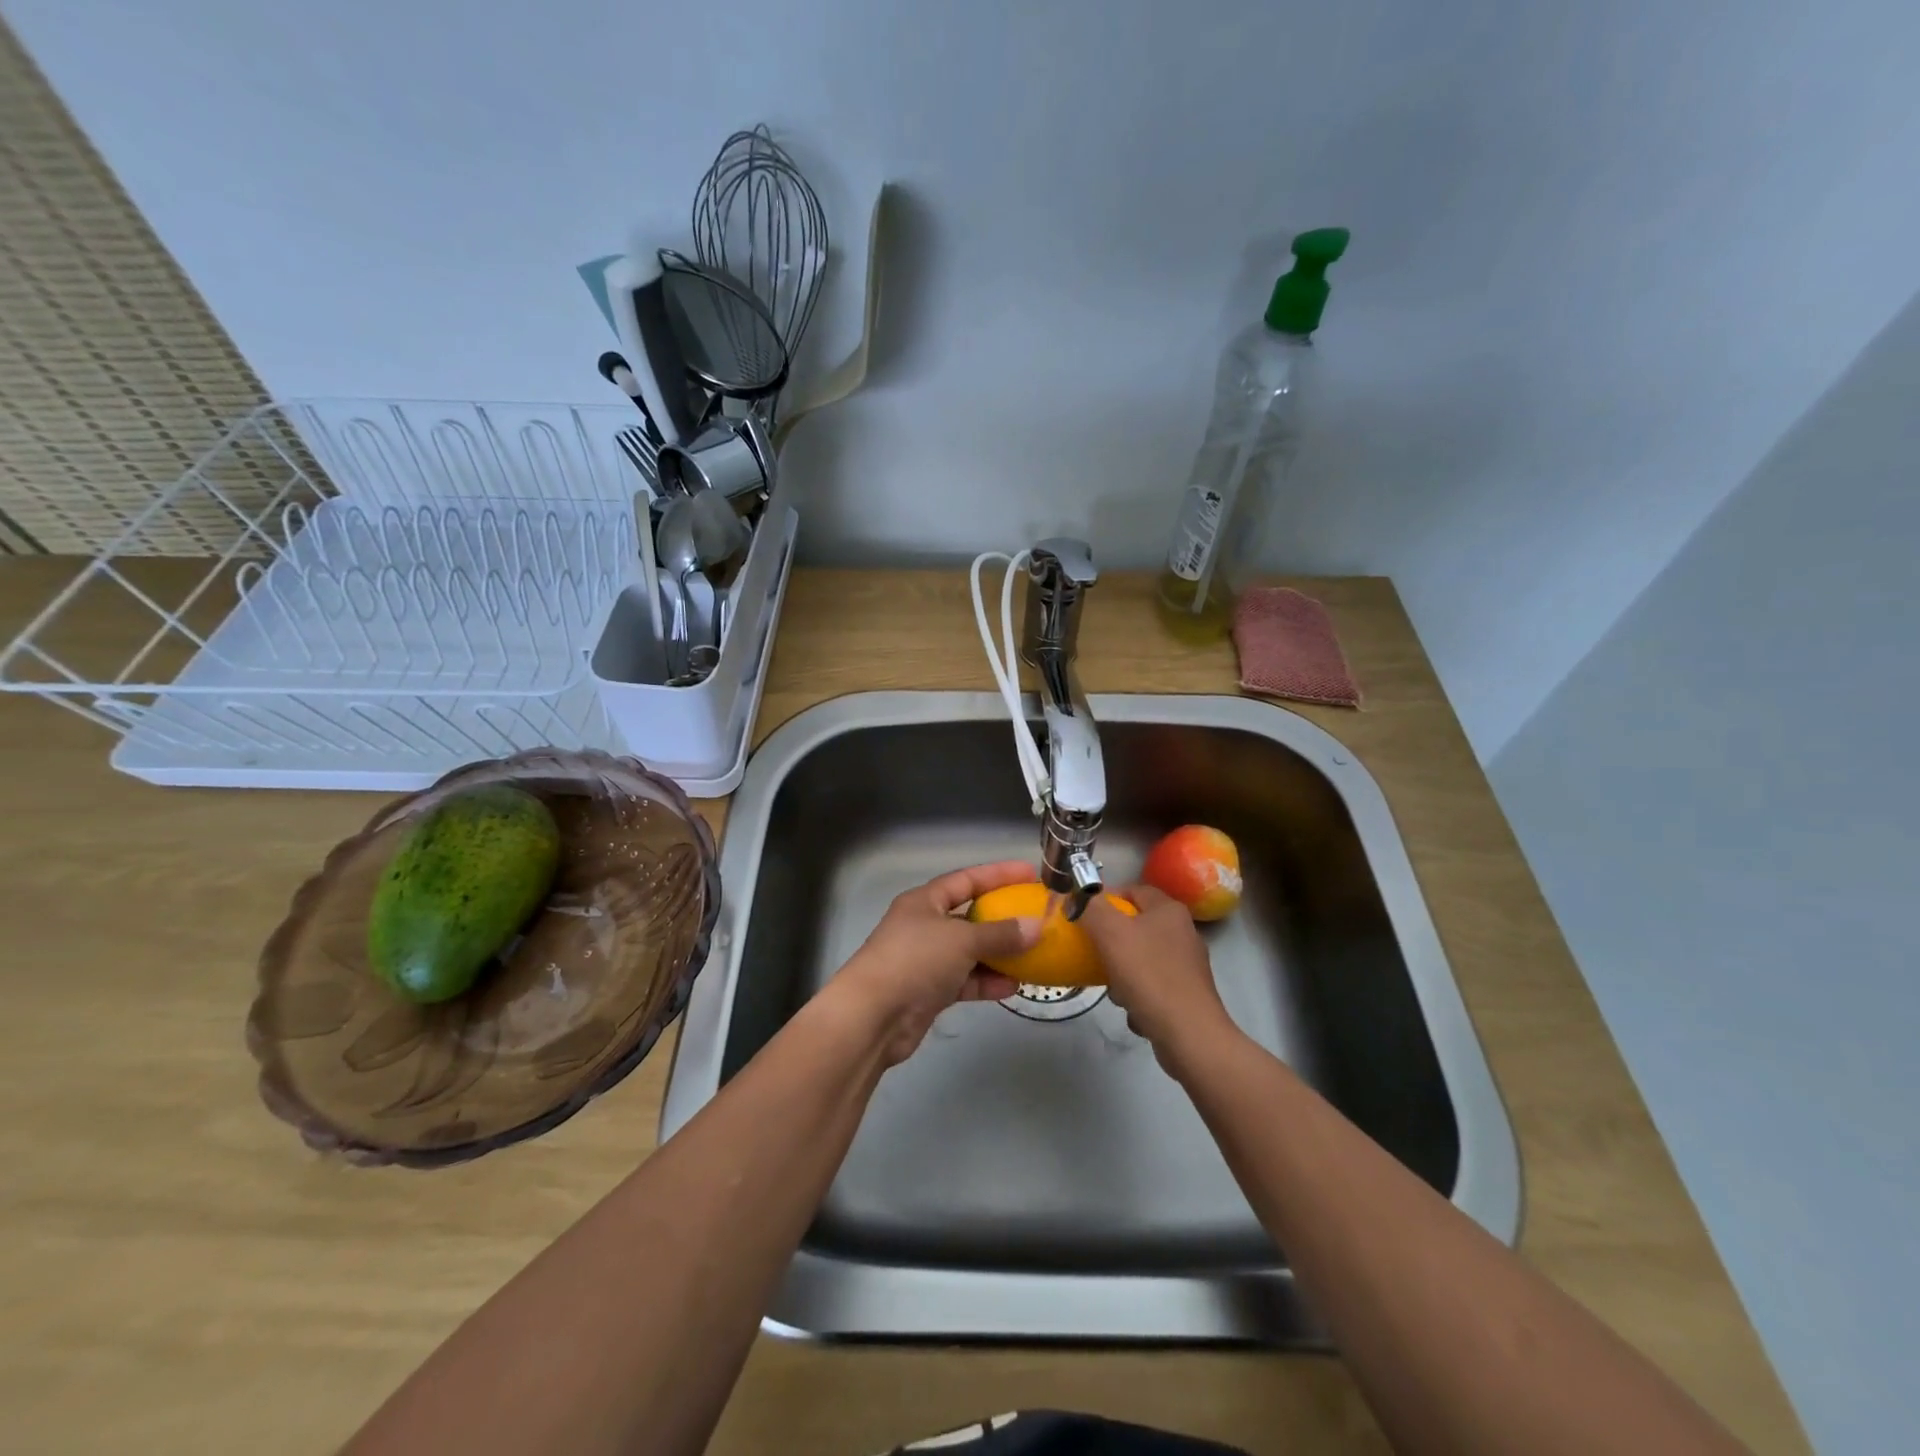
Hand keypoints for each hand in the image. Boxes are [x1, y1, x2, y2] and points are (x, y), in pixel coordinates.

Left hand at [829, 860, 1042, 1065]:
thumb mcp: (961, 940)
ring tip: (1032, 956)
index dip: (998, 875)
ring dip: (998, 955)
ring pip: (969, 952)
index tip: (1030, 873)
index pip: (966, 879)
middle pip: (969, 916)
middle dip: (1001, 919)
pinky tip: (1012, 986)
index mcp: (924, 901)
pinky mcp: (928, 992)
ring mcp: (925, 960)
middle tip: (1036, 918)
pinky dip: (986, 982)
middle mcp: (924, 926)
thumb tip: (1036, 927)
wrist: (872, 1017)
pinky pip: (964, 981)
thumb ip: (1000, 934)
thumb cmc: (914, 961)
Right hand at [1081, 883, 1234, 1070]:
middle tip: (1095, 955)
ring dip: (1122, 974)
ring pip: (1141, 959)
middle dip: (1111, 943)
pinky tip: (1134, 1010)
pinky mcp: (1188, 994)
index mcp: (1169, 910)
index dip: (1106, 899)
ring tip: (1115, 990)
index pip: (1133, 890)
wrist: (1189, 1034)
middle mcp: (1183, 932)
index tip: (1084, 916)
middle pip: (1135, 927)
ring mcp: (1187, 965)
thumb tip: (1080, 896)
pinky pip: (1153, 986)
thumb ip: (1091, 907)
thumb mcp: (1110, 933)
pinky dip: (1139, 996)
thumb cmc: (1148, 975)